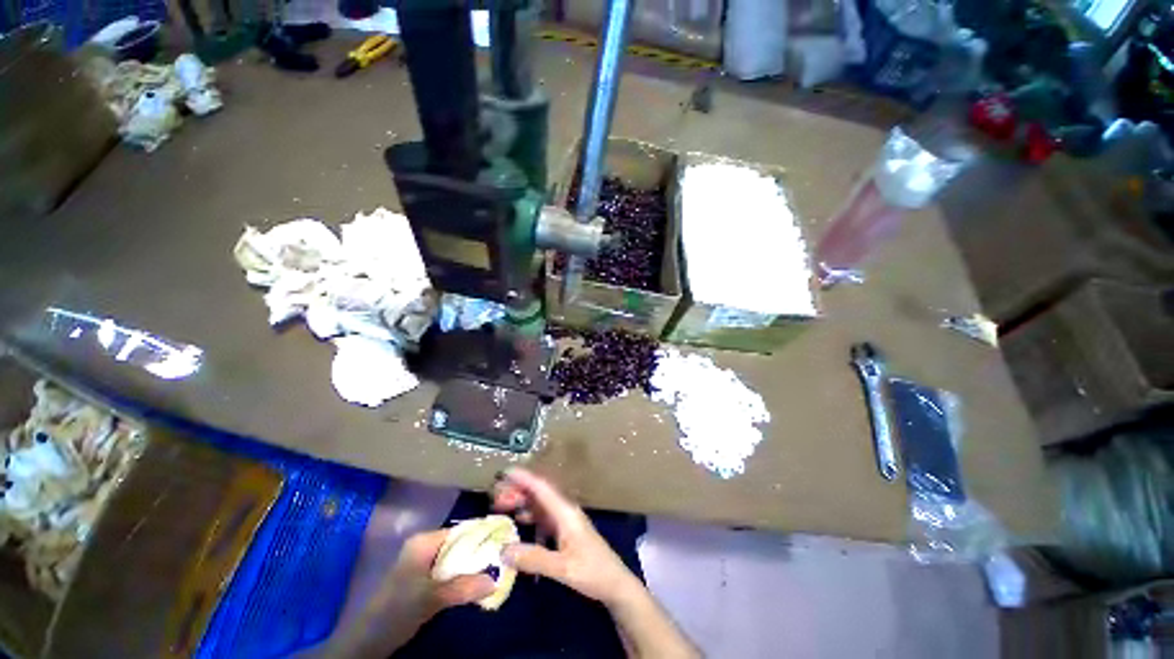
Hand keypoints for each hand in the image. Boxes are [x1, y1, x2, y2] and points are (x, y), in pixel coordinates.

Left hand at [384, 529, 496, 620]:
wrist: (366, 641)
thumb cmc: (396, 611)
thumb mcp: (431, 599)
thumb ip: (462, 588)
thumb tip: (496, 580)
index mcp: (425, 541)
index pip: (462, 529)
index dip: (483, 534)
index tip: (506, 541)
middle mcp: (426, 546)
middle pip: (461, 543)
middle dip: (481, 552)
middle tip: (504, 559)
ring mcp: (424, 563)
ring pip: (457, 559)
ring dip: (473, 567)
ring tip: (495, 571)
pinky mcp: (424, 580)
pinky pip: (450, 572)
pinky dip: (464, 577)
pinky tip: (476, 585)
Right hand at [493, 468, 641, 605]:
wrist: (615, 584)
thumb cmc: (593, 572)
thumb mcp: (563, 568)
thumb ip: (534, 558)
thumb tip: (503, 550)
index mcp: (566, 513)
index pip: (542, 489)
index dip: (524, 479)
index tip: (505, 472)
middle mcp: (565, 511)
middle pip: (539, 494)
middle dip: (518, 491)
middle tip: (495, 495)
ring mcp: (566, 521)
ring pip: (540, 505)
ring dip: (523, 503)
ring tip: (502, 506)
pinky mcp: (566, 532)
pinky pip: (543, 518)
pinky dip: (530, 517)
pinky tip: (519, 524)